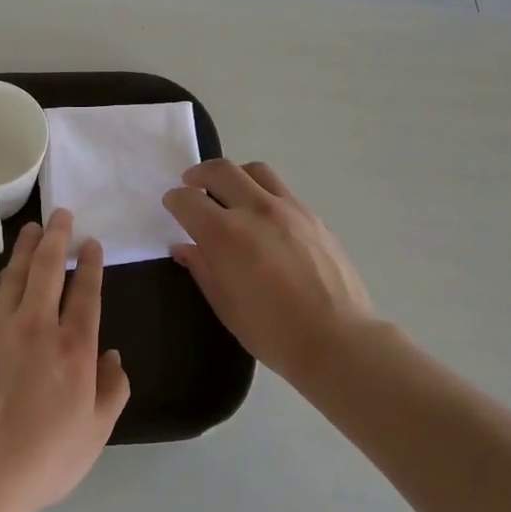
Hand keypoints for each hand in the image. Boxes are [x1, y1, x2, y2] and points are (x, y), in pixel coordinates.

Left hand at [0, 210, 130, 511]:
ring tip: (33, 229)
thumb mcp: (95, 433)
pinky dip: (0, 279)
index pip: (86, 291)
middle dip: (57, 237)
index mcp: (74, 347)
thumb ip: (112, 389)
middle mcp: (36, 326)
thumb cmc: (44, 459)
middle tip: (61, 214)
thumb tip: (112, 355)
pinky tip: (4, 272)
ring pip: (14, 274)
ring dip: (26, 248)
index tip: (91, 243)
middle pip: (48, 268)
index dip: (90, 263)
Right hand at [163, 159, 373, 379]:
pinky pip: (281, 190)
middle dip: (199, 174)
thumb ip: (202, 267)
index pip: (188, 200)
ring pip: (255, 170)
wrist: (338, 341)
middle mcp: (255, 210)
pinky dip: (263, 192)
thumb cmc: (273, 332)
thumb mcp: (225, 305)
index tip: (172, 206)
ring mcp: (289, 209)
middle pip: (220, 170)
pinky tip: (264, 218)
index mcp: (226, 234)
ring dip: (235, 176)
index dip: (174, 200)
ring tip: (230, 193)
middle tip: (192, 185)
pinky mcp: (313, 216)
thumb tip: (183, 246)